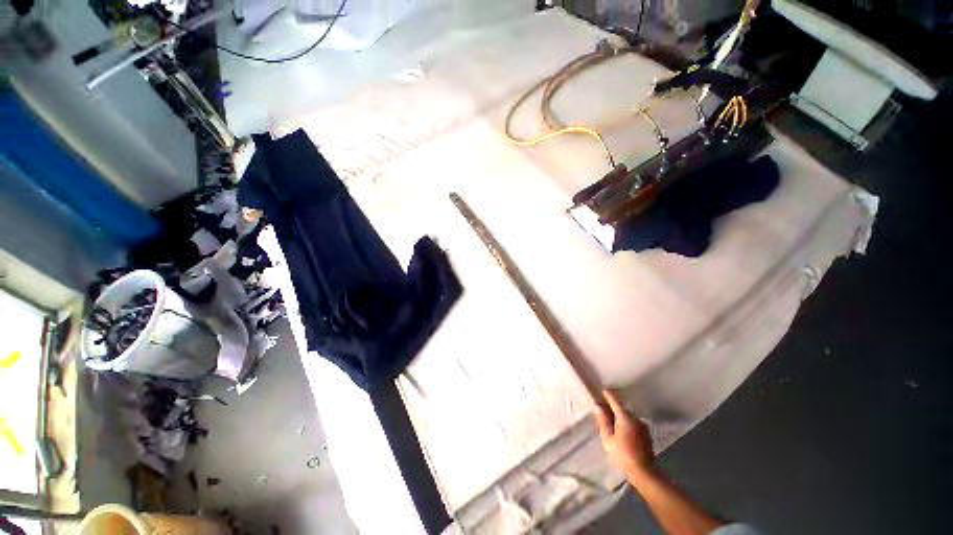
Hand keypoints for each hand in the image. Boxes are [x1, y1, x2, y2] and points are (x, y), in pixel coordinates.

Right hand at [594, 389, 654, 475]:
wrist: (644, 472)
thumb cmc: (622, 454)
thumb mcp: (608, 439)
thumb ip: (603, 421)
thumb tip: (598, 406)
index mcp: (625, 417)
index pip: (615, 400)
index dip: (608, 395)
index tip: (602, 390)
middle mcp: (635, 418)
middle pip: (621, 409)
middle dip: (612, 409)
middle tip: (603, 415)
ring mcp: (642, 426)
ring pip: (628, 417)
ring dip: (620, 418)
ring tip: (612, 426)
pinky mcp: (646, 434)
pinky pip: (634, 423)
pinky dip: (627, 424)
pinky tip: (622, 433)